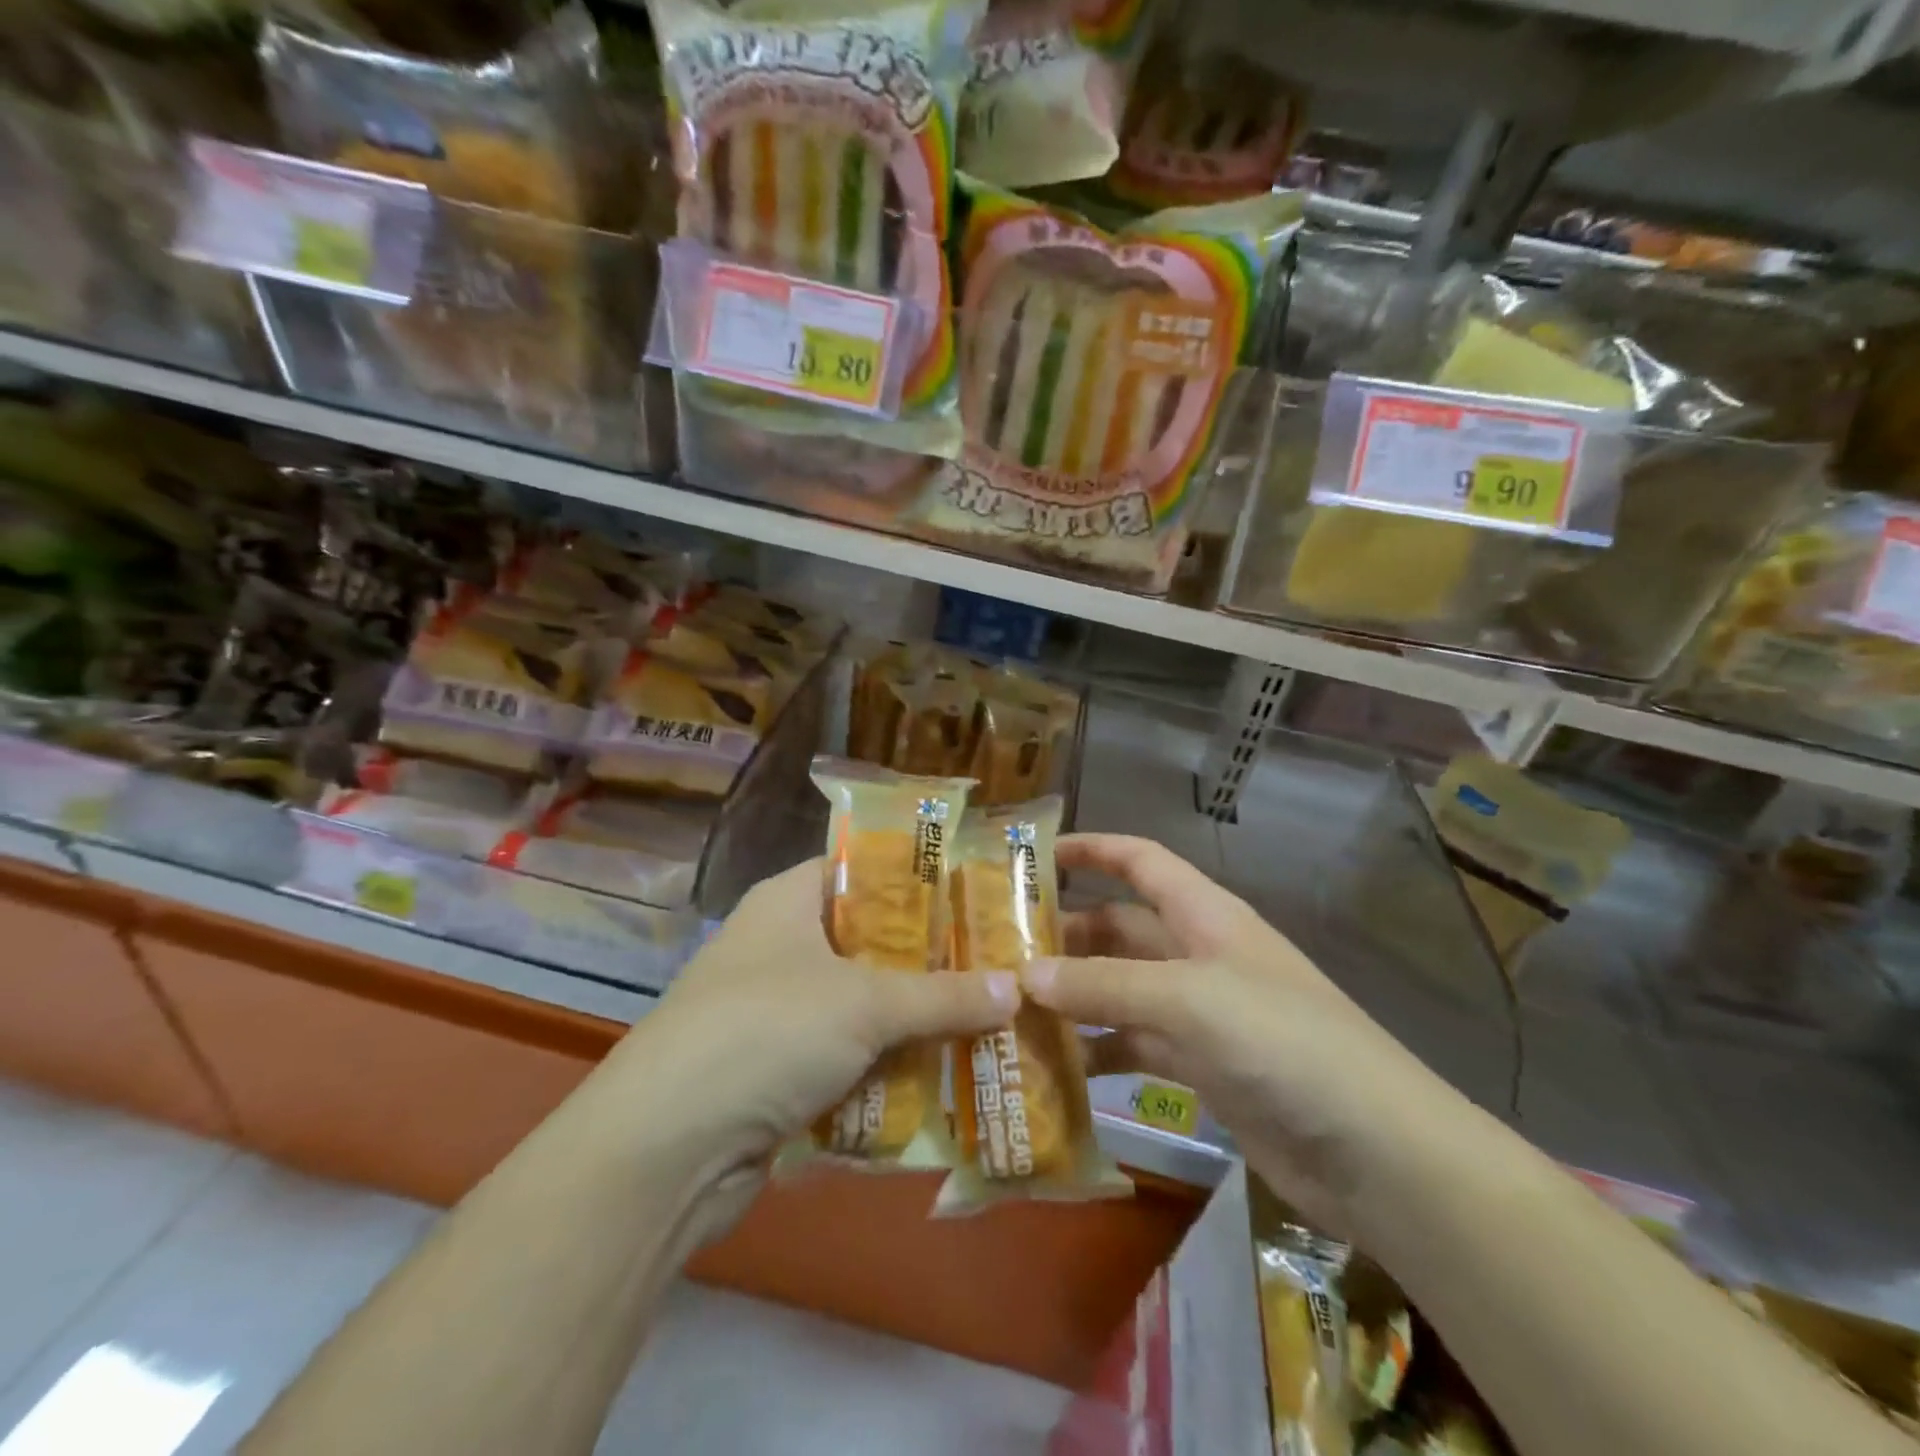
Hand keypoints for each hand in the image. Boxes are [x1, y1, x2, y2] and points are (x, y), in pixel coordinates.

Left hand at [594, 857, 1017, 1230]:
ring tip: (989, 1018)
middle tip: (998, 962)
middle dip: (931, 958)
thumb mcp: (866, 1003)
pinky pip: (848, 1056)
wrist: (665, 1149)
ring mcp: (776, 1012)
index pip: (862, 869)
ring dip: (916, 1019)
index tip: (977, 892)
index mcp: (788, 901)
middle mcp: (780, 947)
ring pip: (863, 1004)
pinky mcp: (777, 1071)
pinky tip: (945, 1073)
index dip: (918, 877)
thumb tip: (1019, 988)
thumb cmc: (766, 1032)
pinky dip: (888, 1066)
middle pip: (870, 940)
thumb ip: (944, 995)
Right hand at [1030, 834, 1458, 1237]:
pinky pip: (1135, 1046)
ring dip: (1074, 997)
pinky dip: (1099, 1051)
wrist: (1375, 1151)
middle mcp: (1198, 954)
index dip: (1091, 849)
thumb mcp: (1186, 999)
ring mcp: (1200, 1013)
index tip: (1032, 856)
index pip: (1140, 861)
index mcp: (1204, 915)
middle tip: (1000, 950)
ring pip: (1121, 990)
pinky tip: (1056, 1067)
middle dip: (1065, 934)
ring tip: (1011, 1008)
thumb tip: (1023, 976)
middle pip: (1120, 928)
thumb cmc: (1282, 1042)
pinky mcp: (1201, 1068)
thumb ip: (1103, 986)